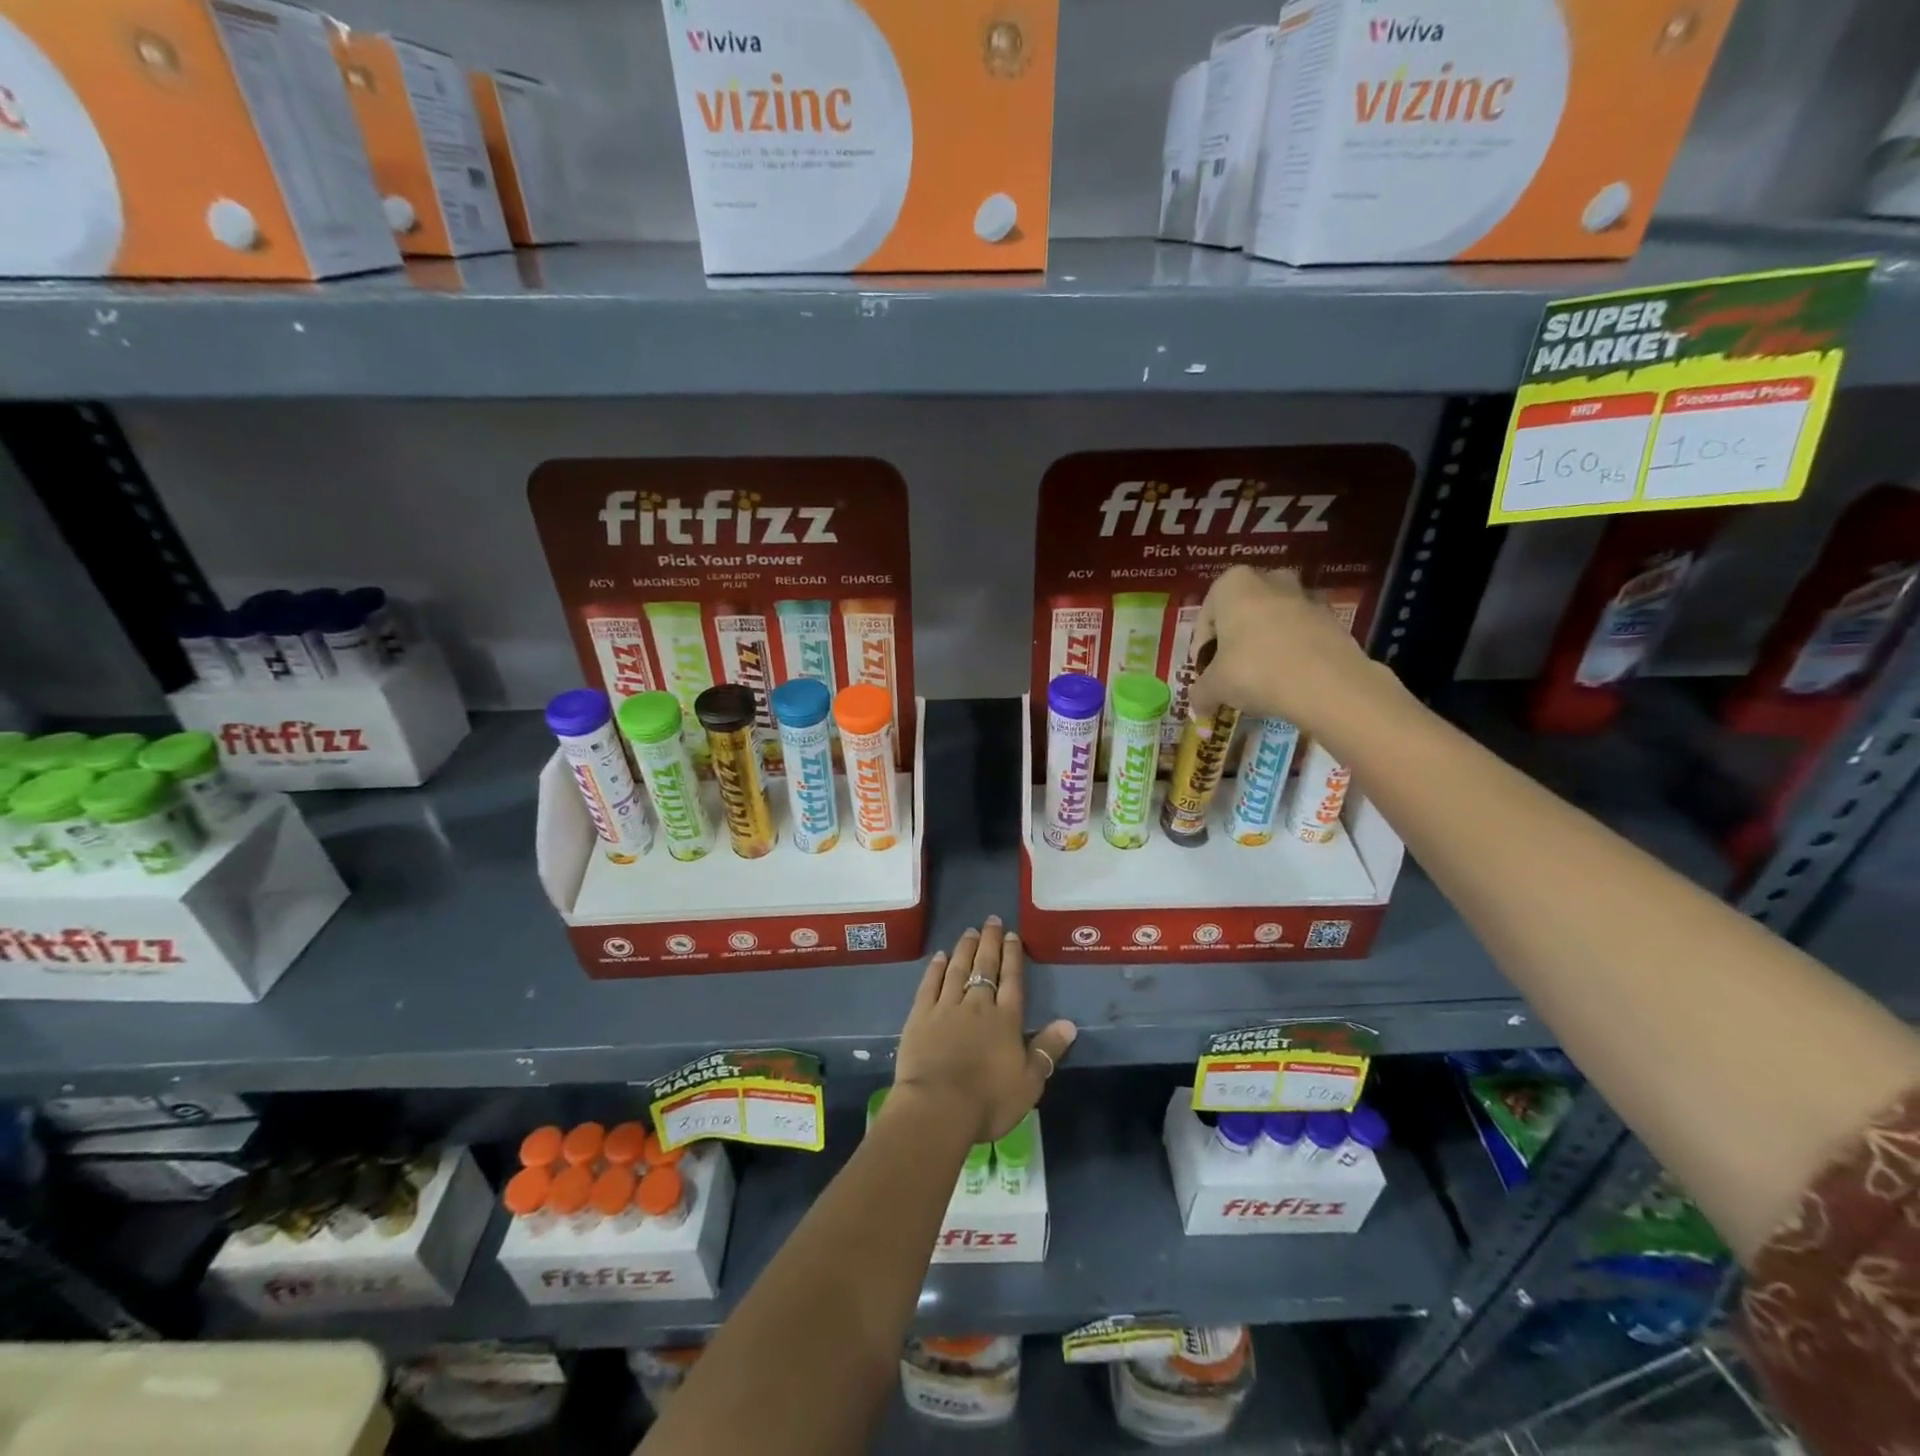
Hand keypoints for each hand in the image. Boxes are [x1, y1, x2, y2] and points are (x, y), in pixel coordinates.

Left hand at [892, 917, 1076, 1144]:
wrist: (938, 1107)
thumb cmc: (989, 1100)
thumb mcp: (1029, 1082)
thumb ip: (1047, 1050)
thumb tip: (1069, 1023)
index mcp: (1006, 1019)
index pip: (1012, 980)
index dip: (1013, 956)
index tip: (1012, 935)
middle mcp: (977, 1005)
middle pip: (985, 967)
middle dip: (990, 942)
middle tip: (992, 921)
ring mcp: (946, 1007)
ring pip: (957, 969)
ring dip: (965, 949)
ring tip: (970, 931)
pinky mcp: (920, 1016)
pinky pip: (930, 984)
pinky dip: (935, 968)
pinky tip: (939, 956)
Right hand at [1187, 567, 1397, 732]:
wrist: (1326, 683)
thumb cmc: (1255, 670)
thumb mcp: (1215, 686)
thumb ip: (1201, 693)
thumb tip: (1198, 706)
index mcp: (1233, 585)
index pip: (1206, 616)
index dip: (1202, 648)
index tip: (1206, 672)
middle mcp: (1270, 580)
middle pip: (1243, 612)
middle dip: (1236, 638)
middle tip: (1232, 670)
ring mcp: (1305, 597)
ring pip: (1274, 621)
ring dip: (1265, 643)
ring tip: (1261, 677)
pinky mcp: (1332, 619)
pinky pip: (1301, 634)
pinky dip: (1292, 652)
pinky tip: (1288, 680)